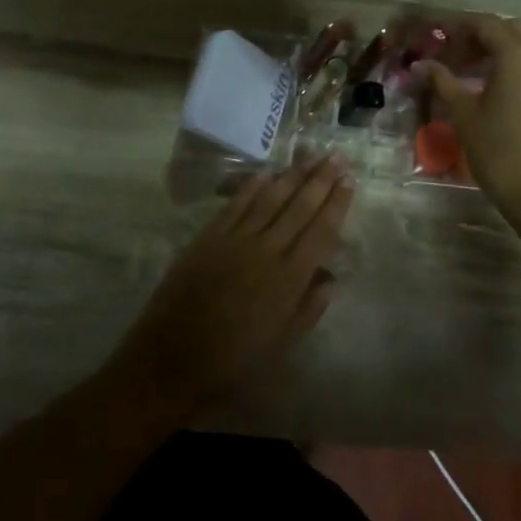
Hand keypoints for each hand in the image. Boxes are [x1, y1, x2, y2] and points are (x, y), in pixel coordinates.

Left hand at [114, 154, 353, 416]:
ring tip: (310, 156)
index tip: (349, 179)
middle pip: (299, 207)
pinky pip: (236, 204)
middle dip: (321, 179)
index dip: (337, 203)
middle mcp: (266, 251)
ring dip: (292, 175)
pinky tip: (267, 173)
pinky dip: (253, 186)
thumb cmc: (232, 364)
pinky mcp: (208, 237)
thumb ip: (309, 309)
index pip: (321, 231)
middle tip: (337, 155)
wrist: (170, 362)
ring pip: (270, 198)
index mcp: (289, 280)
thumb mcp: (281, 348)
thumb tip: (330, 277)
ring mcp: (234, 240)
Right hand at [417, 14, 520, 235]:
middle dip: (486, 34)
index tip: (440, 34)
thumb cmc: (502, 155)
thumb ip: (444, 83)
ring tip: (489, 66)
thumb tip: (421, 65)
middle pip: (514, 29)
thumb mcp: (466, 118)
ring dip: (513, 45)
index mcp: (519, 56)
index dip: (461, 25)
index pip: (487, 25)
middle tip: (460, 54)